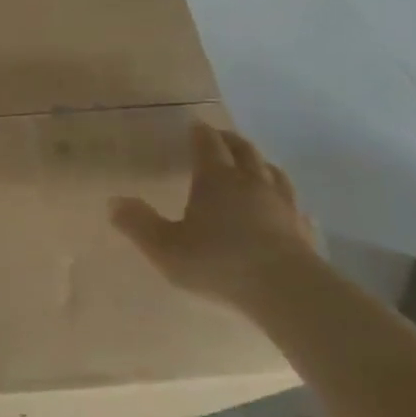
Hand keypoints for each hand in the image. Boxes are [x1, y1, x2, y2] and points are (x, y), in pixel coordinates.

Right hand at [111, 122, 316, 308]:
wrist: (286, 291)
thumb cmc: (218, 262)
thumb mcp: (164, 247)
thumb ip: (138, 223)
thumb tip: (113, 201)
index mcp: (216, 179)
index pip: (207, 145)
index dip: (199, 133)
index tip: (194, 125)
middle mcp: (251, 183)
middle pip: (243, 151)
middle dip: (229, 141)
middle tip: (218, 137)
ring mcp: (282, 205)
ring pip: (272, 172)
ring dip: (259, 163)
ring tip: (252, 163)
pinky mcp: (301, 229)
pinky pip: (293, 203)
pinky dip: (283, 196)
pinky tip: (284, 205)